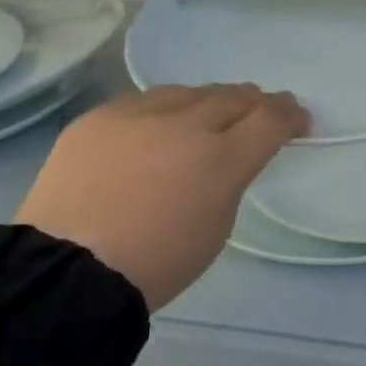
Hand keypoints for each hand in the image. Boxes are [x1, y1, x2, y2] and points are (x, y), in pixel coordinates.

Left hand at [16, 85, 309, 310]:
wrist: (66, 272)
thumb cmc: (156, 263)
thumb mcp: (217, 226)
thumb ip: (231, 179)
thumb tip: (229, 156)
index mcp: (222, 160)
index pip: (271, 119)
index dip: (292, 115)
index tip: (299, 120)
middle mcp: (185, 126)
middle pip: (235, 97)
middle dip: (257, 102)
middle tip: (264, 110)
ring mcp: (139, 117)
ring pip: (191, 92)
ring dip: (211, 101)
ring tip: (213, 113)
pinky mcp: (99, 118)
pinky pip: (145, 102)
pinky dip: (166, 110)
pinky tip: (162, 125)